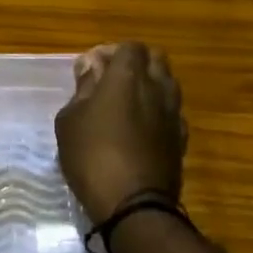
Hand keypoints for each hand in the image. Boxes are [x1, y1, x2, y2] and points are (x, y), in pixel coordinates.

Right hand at [55, 42, 185, 221]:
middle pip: (156, 58)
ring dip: (150, 85)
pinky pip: (172, 111)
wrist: (134, 206)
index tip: (94, 68)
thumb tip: (91, 67)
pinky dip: (159, 111)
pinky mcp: (181, 138)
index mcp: (127, 77)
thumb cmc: (91, 156)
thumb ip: (83, 88)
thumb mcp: (70, 120)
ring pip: (168, 83)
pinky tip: (143, 128)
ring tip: (128, 103)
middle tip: (112, 80)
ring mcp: (173, 113)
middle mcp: (156, 87)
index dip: (112, 52)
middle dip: (136, 62)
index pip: (130, 47)